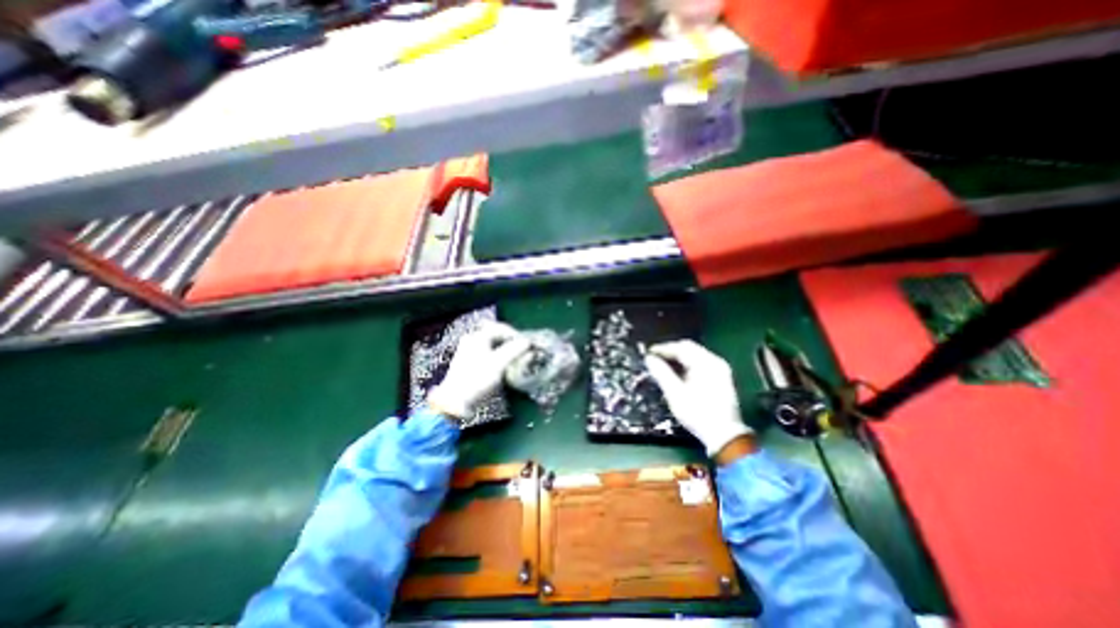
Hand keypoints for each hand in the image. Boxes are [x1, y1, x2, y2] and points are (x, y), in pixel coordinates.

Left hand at [429, 324, 529, 421]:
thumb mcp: (498, 364)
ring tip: (514, 356)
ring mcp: (468, 350)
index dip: (515, 334)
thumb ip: (514, 350)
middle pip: (495, 333)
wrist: (455, 401)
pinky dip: (497, 354)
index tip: (526, 343)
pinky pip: (486, 351)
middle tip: (521, 349)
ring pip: (491, 343)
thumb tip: (527, 341)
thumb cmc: (477, 379)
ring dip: (504, 347)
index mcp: (477, 337)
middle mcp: (471, 340)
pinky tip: (502, 363)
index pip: (500, 328)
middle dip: (510, 340)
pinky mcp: (468, 361)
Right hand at [644, 342, 755, 458]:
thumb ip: (661, 373)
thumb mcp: (675, 394)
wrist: (725, 436)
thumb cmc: (697, 413)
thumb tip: (649, 359)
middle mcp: (715, 362)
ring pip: (695, 355)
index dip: (663, 349)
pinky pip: (701, 363)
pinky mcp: (721, 378)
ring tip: (663, 366)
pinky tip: (678, 373)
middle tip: (655, 358)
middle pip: (689, 348)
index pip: (681, 347)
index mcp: (706, 363)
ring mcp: (720, 369)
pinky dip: (688, 365)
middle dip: (671, 352)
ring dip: (679, 358)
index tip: (648, 353)